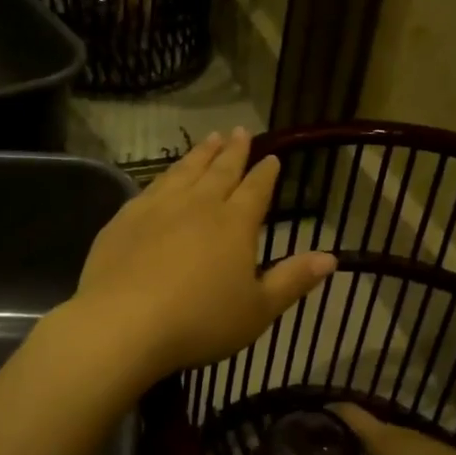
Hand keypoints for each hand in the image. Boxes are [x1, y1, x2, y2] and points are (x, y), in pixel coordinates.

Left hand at [71, 129, 337, 382]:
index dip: (265, 173)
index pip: (255, 190)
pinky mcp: (125, 218)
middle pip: (220, 171)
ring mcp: (158, 208)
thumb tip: (331, 257)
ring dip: (200, 154)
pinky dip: (165, 175)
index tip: (272, 157)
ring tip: (210, 138)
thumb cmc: (200, 321)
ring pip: (185, 171)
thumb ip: (293, 280)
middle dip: (234, 151)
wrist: (124, 323)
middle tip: (241, 131)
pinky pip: (151, 187)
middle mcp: (198, 205)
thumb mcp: (258, 310)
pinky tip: (165, 176)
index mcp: (234, 224)